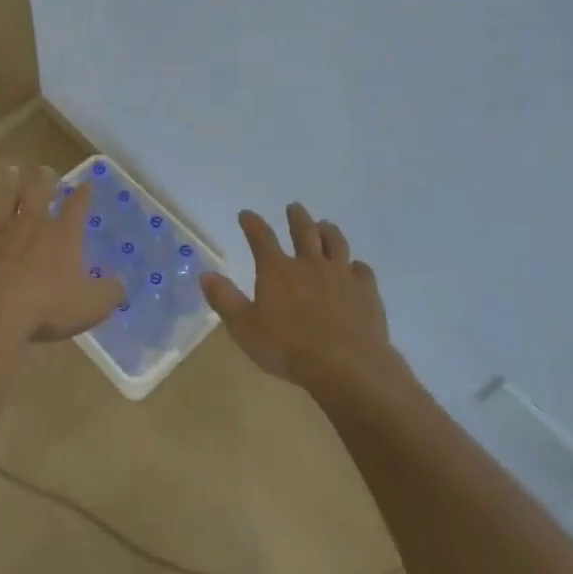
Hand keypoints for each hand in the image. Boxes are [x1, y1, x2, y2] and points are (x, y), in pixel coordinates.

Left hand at [0, 165, 123, 344]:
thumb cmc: (46, 308)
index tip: (86, 183)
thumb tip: (122, 281)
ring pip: (4, 197)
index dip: (82, 195)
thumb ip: (109, 292)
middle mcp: (31, 224)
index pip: (76, 207)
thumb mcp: (90, 307)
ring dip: (8, 183)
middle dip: (44, 180)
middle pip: (38, 192)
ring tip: (11, 170)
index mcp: (62, 236)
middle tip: (45, 169)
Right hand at [200, 204, 398, 393]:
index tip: (246, 214)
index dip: (252, 223)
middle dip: (296, 217)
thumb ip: (225, 300)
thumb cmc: (288, 348)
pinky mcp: (366, 291)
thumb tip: (206, 274)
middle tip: (293, 207)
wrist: (346, 366)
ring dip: (328, 231)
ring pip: (335, 242)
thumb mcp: (245, 328)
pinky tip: (354, 268)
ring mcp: (341, 275)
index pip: (261, 237)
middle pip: (304, 230)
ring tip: (324, 225)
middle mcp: (309, 263)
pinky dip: (356, 266)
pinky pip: (362, 270)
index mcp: (277, 270)